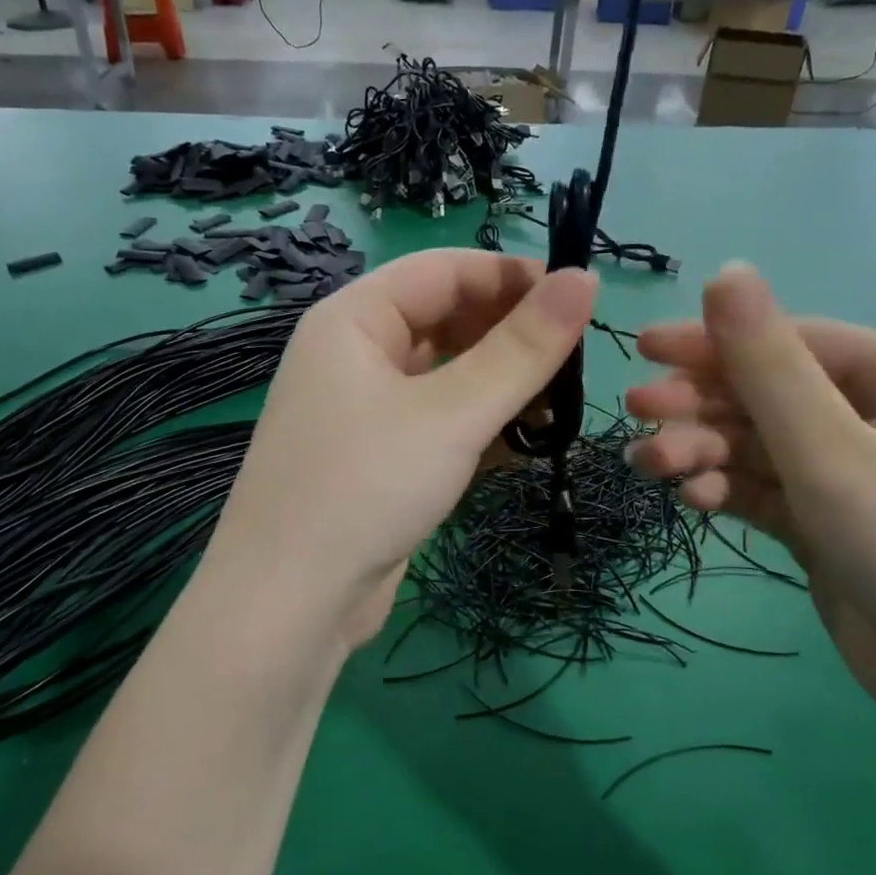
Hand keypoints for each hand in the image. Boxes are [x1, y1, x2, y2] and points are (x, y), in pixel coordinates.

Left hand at [210, 249, 596, 653]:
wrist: (290, 604)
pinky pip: (438, 421)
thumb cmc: (366, 487)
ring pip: (446, 375)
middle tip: (576, 361)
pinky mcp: (378, 459)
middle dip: (510, 335)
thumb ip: (522, 349)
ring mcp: (363, 410)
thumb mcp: (452, 413)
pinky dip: (479, 425)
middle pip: (445, 320)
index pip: (444, 270)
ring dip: (501, 385)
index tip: (580, 299)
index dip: (512, 277)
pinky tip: (524, 443)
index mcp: (353, 319)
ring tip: (560, 405)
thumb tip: (585, 279)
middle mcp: (353, 354)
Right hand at [625, 262, 875, 730]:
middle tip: (638, 415)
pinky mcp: (827, 525)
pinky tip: (696, 503)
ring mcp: (850, 476)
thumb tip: (727, 269)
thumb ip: (768, 365)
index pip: (790, 341)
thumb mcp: (832, 451)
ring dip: (705, 452)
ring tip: (654, 466)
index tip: (642, 350)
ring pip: (758, 446)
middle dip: (702, 405)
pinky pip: (765, 490)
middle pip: (768, 395)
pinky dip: (729, 491)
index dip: (714, 341)